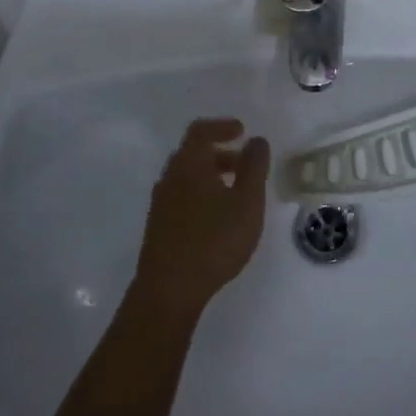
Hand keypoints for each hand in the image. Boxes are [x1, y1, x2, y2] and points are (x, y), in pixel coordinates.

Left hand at [132, 118, 270, 322]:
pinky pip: (181, 195)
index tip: (242, 131)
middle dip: (220, 151)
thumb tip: (256, 140)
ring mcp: (161, 202)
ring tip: (236, 192)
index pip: (201, 130)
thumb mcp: (247, 202)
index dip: (222, 126)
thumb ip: (254, 167)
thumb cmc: (214, 240)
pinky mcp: (159, 225)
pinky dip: (201, 192)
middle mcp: (170, 177)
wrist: (169, 290)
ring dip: (211, 174)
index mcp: (189, 164)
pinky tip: (217, 216)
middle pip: (193, 152)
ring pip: (187, 176)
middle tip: (245, 163)